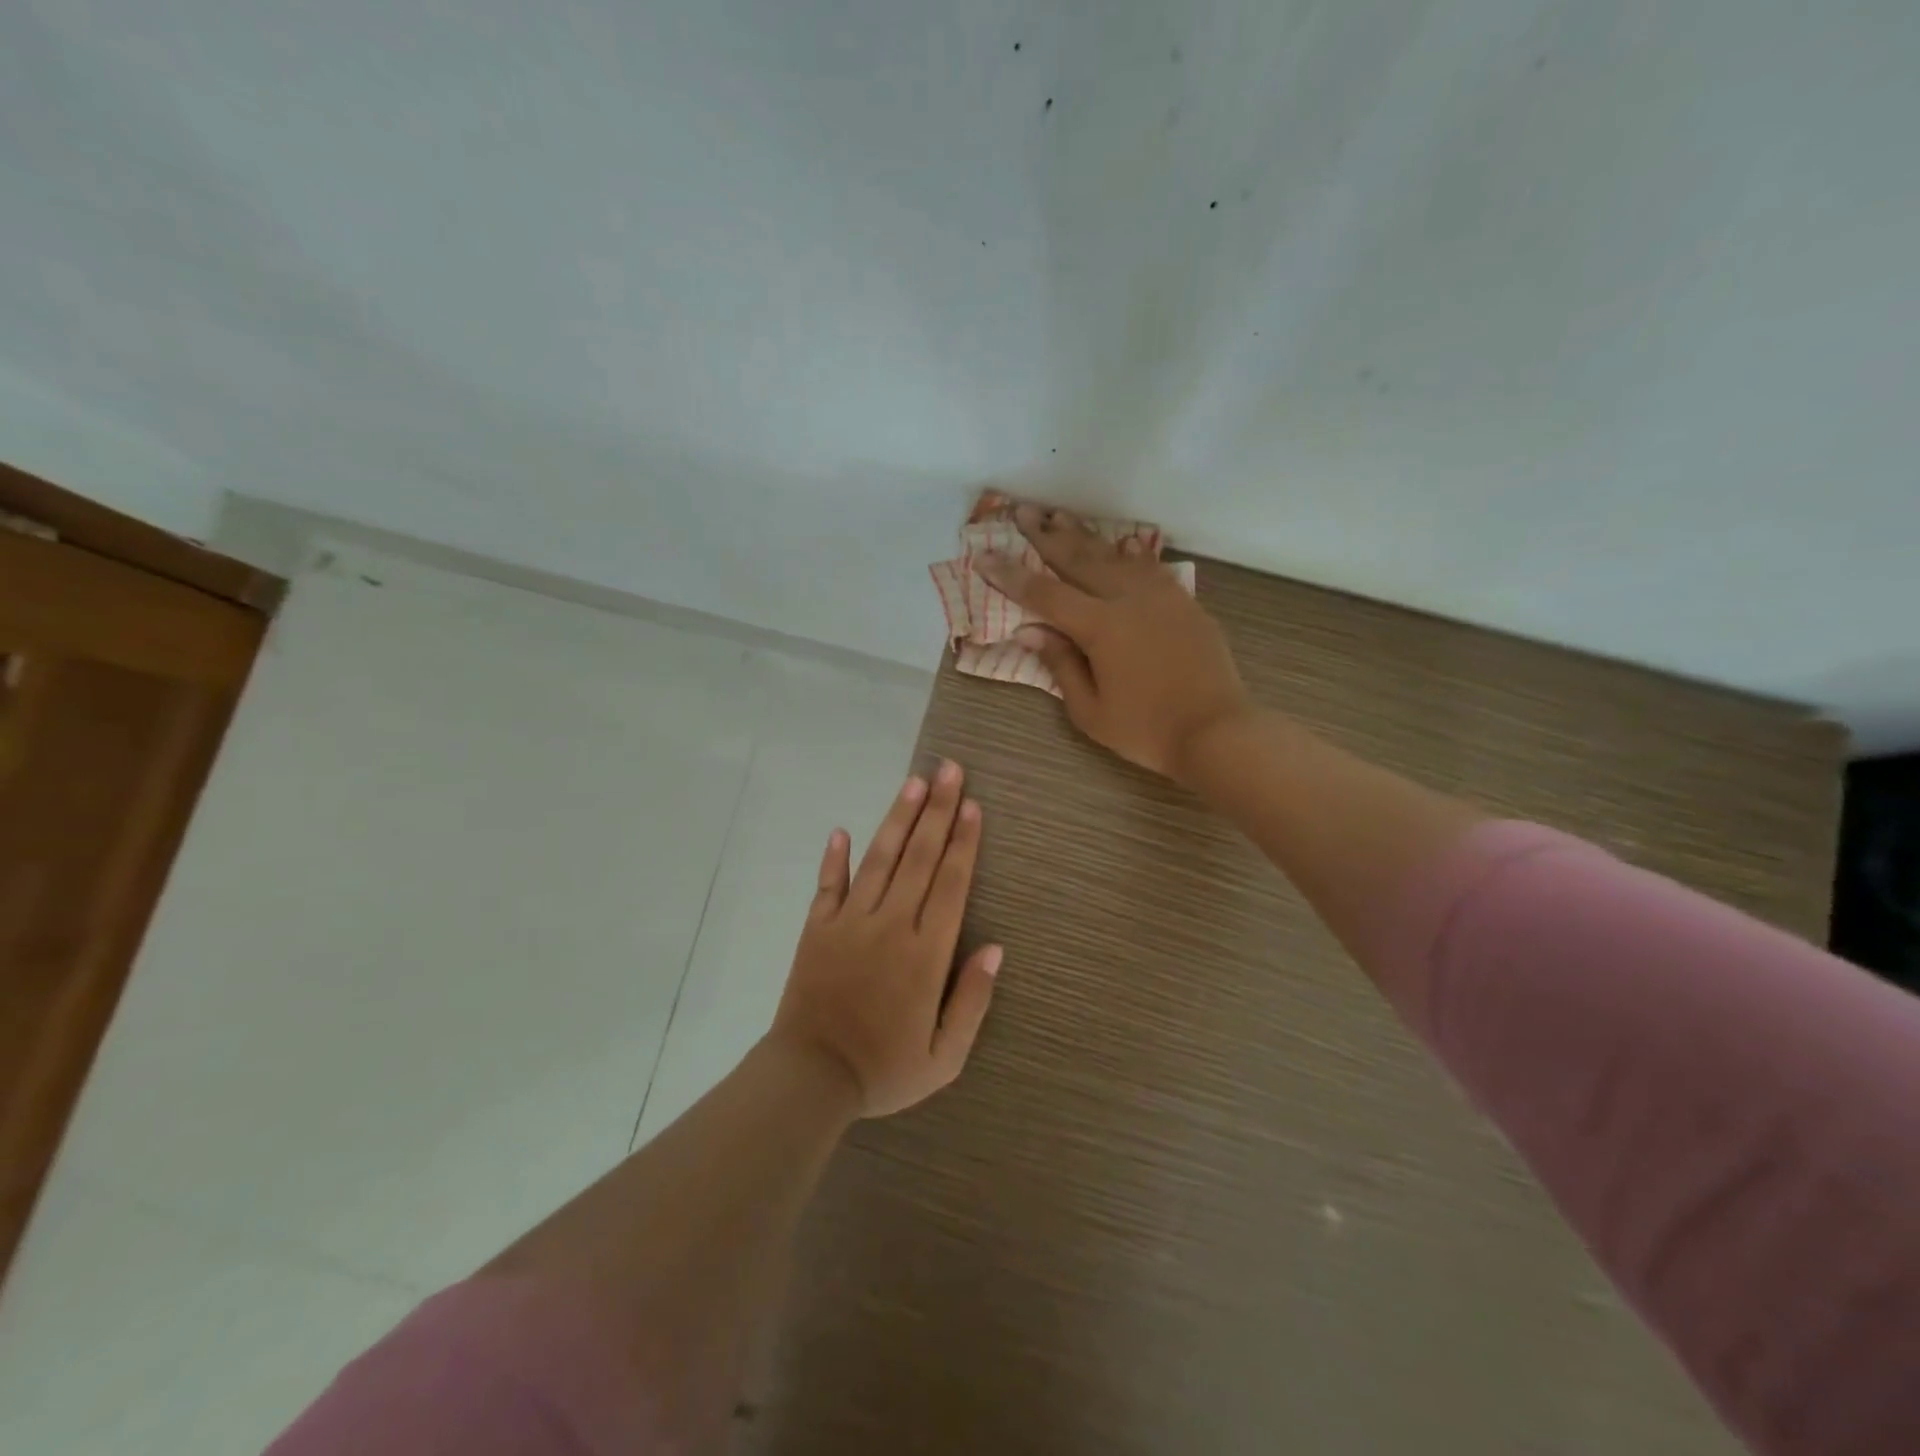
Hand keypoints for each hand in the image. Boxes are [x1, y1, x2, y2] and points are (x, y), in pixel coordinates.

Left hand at [769, 760, 1000, 1117]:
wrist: (810, 1080)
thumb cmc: (885, 1070)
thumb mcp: (945, 1056)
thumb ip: (973, 1000)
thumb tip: (995, 948)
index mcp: (925, 953)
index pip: (950, 883)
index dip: (963, 842)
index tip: (973, 806)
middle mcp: (890, 925)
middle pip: (919, 857)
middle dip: (937, 810)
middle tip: (949, 769)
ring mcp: (850, 922)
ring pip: (880, 859)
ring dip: (898, 818)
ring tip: (914, 782)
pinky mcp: (817, 928)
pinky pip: (828, 884)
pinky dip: (835, 857)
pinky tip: (841, 829)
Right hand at [979, 504, 1250, 781]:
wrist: (1217, 731)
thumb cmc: (1147, 731)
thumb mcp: (1090, 710)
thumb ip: (1060, 664)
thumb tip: (1030, 630)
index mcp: (1100, 626)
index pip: (1044, 594)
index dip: (1011, 575)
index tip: (984, 555)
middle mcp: (1128, 599)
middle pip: (1079, 560)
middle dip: (1046, 536)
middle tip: (1022, 512)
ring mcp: (1160, 596)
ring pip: (1114, 556)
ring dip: (1085, 536)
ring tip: (1061, 516)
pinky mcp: (1184, 603)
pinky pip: (1151, 568)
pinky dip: (1132, 553)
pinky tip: (1123, 543)